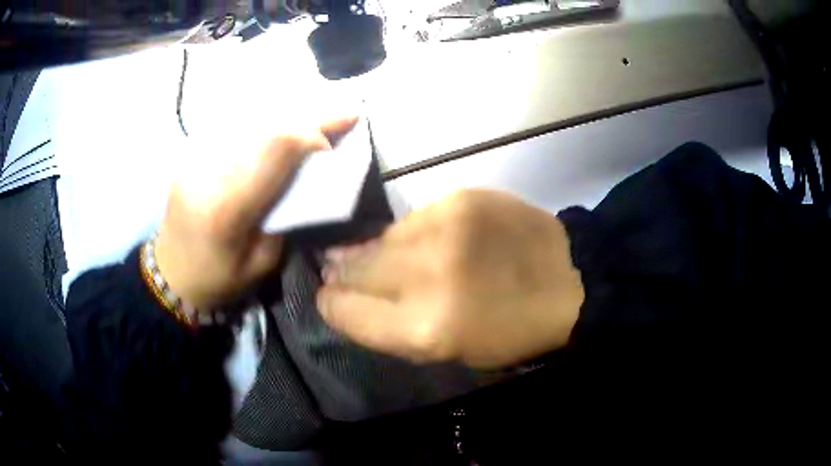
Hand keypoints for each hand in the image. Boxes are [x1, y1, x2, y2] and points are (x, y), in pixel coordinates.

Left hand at [155, 117, 358, 309]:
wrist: (169, 276)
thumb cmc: (217, 280)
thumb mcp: (262, 261)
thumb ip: (284, 214)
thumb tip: (307, 176)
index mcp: (226, 206)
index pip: (274, 149)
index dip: (313, 131)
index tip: (344, 127)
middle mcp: (208, 170)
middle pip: (264, 124)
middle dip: (309, 110)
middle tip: (344, 104)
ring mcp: (195, 156)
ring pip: (248, 116)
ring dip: (289, 106)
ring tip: (322, 100)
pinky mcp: (192, 153)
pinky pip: (234, 124)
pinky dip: (265, 114)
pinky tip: (285, 111)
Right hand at [317, 189, 583, 369]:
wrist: (569, 281)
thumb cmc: (509, 331)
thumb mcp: (446, 350)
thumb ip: (387, 324)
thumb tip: (342, 291)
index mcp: (424, 328)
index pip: (343, 309)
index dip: (331, 304)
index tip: (331, 297)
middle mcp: (425, 274)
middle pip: (353, 269)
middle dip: (344, 274)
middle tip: (343, 273)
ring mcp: (443, 228)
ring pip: (379, 239)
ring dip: (376, 252)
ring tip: (392, 260)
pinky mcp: (460, 198)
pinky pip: (412, 219)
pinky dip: (410, 235)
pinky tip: (427, 243)